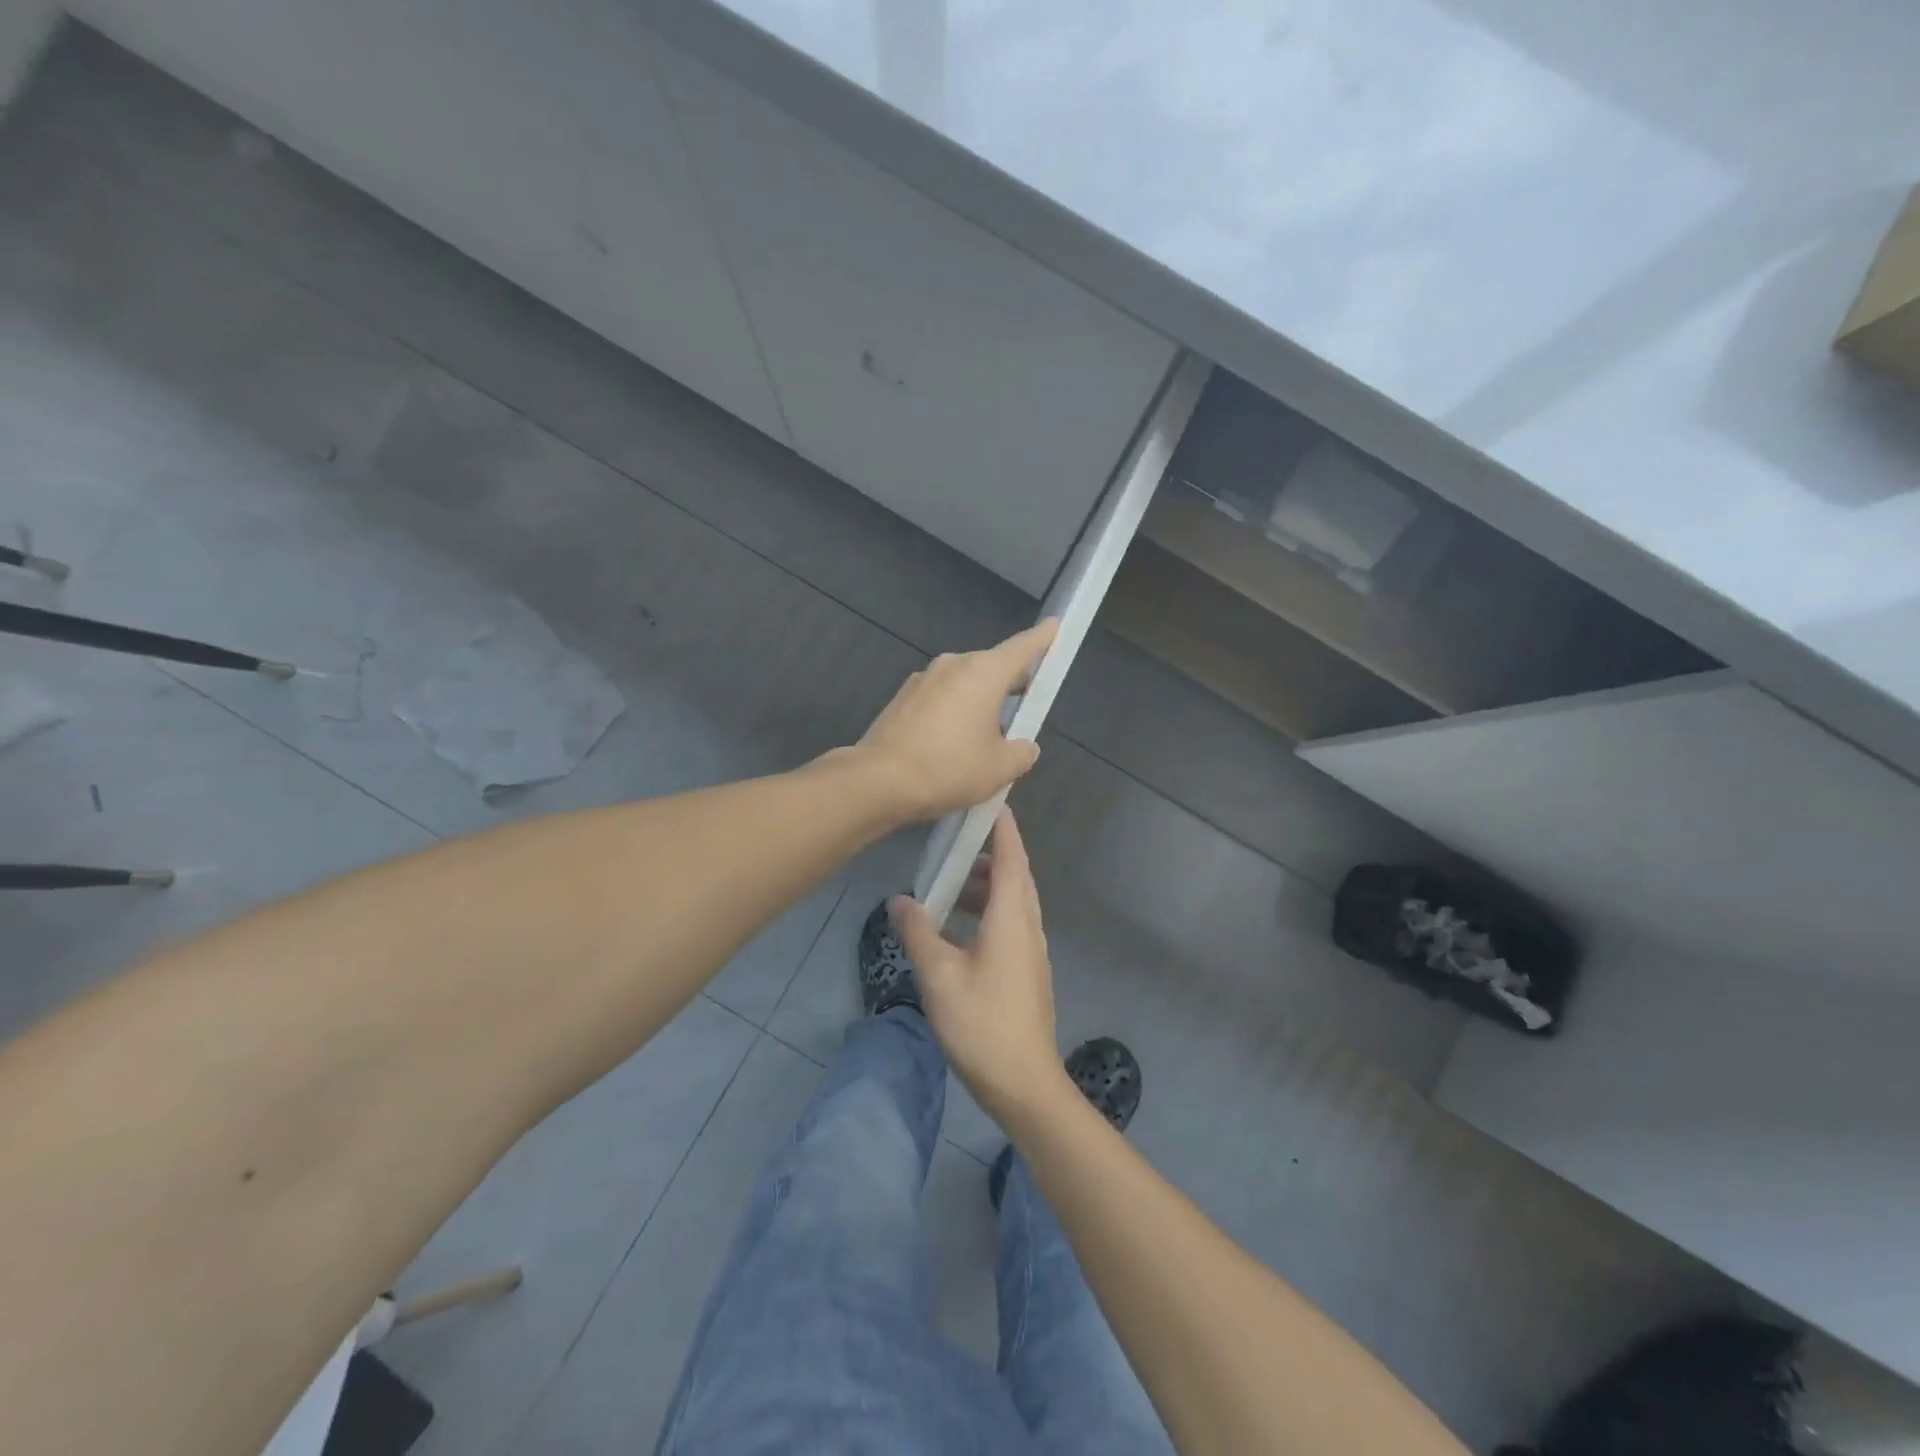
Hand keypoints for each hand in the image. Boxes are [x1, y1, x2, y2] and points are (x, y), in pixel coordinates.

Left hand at [855, 620, 1056, 822]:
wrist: (878, 782)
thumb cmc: (948, 768)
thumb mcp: (999, 769)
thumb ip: (1021, 753)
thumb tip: (1024, 747)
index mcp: (983, 673)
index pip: (1022, 647)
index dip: (1043, 638)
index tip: (1055, 626)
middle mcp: (952, 666)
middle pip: (992, 668)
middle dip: (1010, 685)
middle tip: (1025, 708)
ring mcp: (922, 680)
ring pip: (963, 687)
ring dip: (978, 705)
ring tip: (986, 741)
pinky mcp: (902, 700)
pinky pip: (939, 702)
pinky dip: (952, 716)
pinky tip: (952, 749)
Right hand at [891, 809, 1067, 1124]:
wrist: (1024, 1083)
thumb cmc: (982, 1023)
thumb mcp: (939, 975)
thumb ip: (919, 933)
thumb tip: (900, 899)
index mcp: (1011, 917)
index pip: (1010, 856)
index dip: (1002, 826)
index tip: (988, 798)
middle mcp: (1027, 926)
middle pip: (1014, 875)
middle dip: (989, 852)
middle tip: (956, 839)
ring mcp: (1031, 950)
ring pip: (1012, 902)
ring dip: (986, 886)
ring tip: (950, 884)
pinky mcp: (1027, 971)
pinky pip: (1010, 924)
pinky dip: (988, 911)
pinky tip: (958, 929)